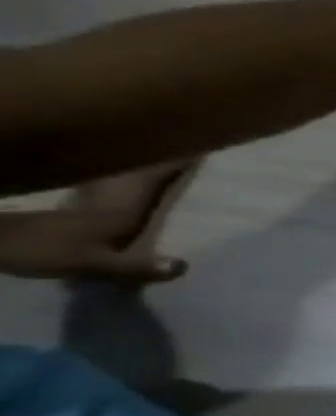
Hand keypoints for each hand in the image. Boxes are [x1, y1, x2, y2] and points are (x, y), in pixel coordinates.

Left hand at [0, 164, 191, 284]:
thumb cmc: (45, 248)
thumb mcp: (93, 263)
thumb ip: (136, 266)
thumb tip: (182, 266)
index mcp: (125, 202)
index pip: (161, 174)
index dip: (185, 160)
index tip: (210, 148)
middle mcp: (114, 192)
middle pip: (148, 168)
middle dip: (172, 159)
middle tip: (199, 150)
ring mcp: (93, 195)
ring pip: (130, 173)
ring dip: (152, 167)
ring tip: (175, 162)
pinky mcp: (79, 203)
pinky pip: (115, 182)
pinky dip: (130, 179)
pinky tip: (137, 182)